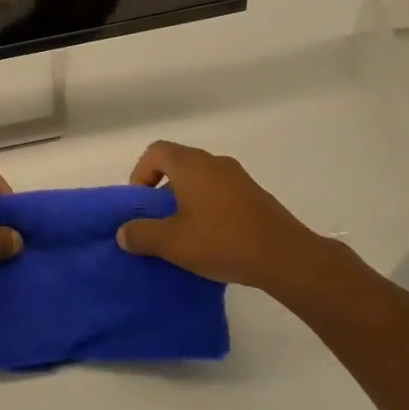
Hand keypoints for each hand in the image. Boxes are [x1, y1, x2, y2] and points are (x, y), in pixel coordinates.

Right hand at [117, 140, 348, 290]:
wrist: (285, 257)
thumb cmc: (222, 241)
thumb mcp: (173, 243)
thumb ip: (142, 235)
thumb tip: (123, 233)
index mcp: (192, 165)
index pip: (156, 152)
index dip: (140, 174)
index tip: (140, 204)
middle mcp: (215, 163)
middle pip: (178, 165)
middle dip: (161, 191)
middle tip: (158, 222)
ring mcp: (239, 179)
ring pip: (200, 181)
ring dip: (186, 202)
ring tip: (183, 235)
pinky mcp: (255, 197)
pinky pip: (221, 194)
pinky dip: (208, 209)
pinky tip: (211, 240)